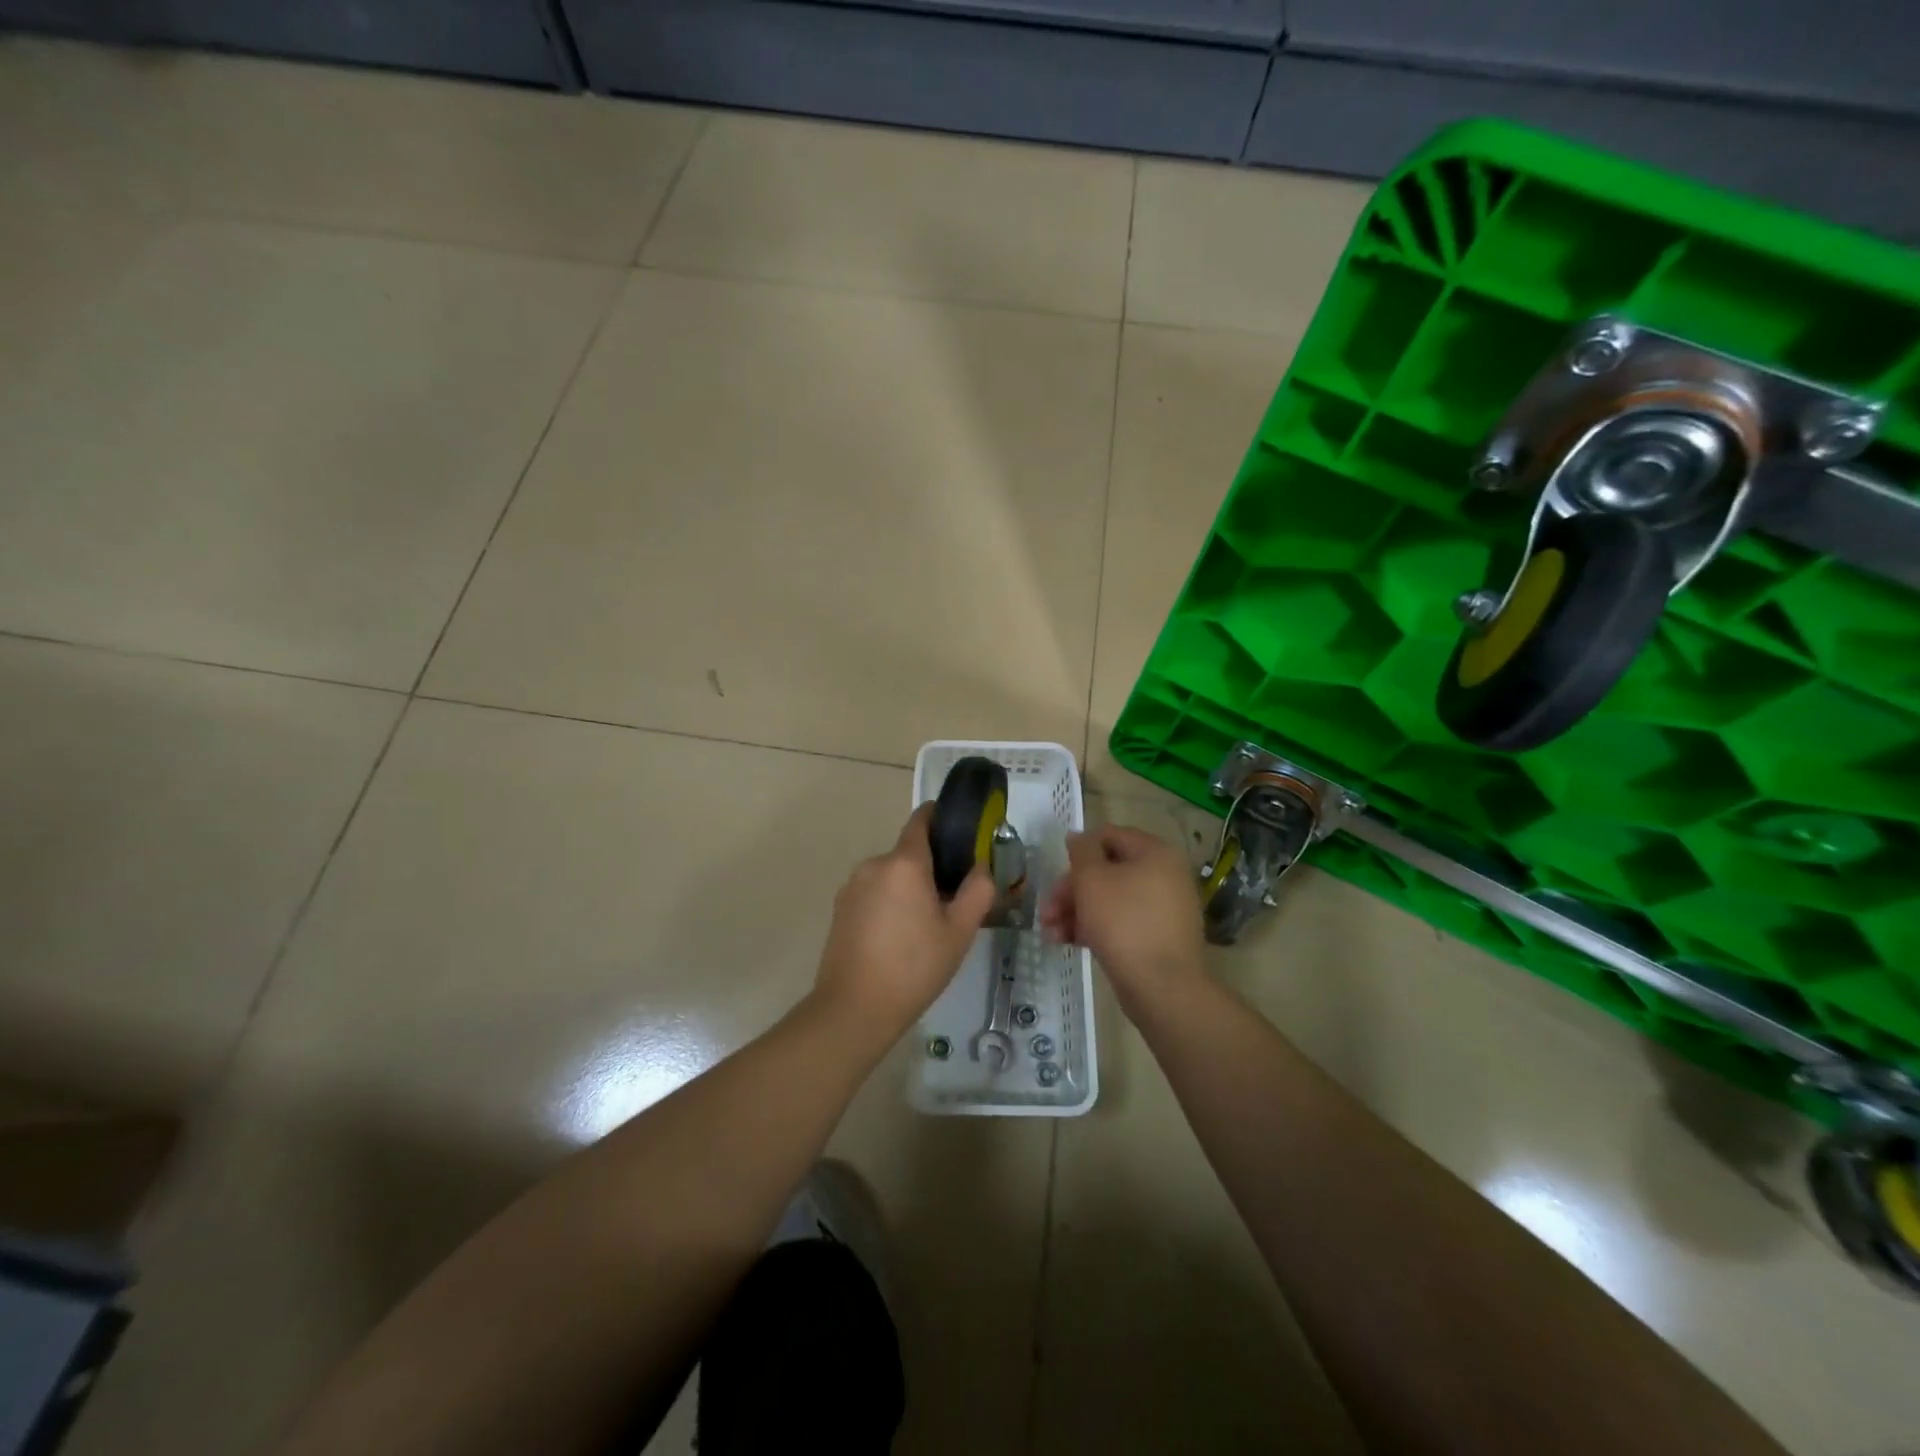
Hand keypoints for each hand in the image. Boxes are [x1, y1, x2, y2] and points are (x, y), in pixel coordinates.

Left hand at [811, 804, 995, 1047]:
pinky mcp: (840, 909)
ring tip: (927, 927)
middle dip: (931, 868)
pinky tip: (899, 939)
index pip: (922, 819)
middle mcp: (874, 864)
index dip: (942, 818)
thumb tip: (981, 868)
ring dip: (909, 889)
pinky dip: (889, 904)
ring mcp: (852, 887)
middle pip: (909, 853)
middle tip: (953, 900)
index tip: (961, 833)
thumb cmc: (914, 966)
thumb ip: (977, 892)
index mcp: (904, 862)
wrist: (854, 1009)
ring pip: (891, 876)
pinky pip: (873, 894)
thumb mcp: (959, 932)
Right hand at [1041, 825, 1207, 1019]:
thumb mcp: (1092, 880)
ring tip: (1050, 933)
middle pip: (1107, 871)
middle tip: (1046, 911)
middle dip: (1071, 890)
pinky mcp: (1158, 937)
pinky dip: (1096, 928)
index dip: (1079, 850)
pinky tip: (1069, 943)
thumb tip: (1078, 836)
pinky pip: (1122, 922)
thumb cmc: (1123, 922)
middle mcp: (1165, 875)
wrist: (1163, 987)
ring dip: (1077, 911)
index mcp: (1155, 853)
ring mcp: (1164, 908)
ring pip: (1111, 899)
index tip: (1055, 872)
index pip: (1109, 836)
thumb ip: (1082, 852)